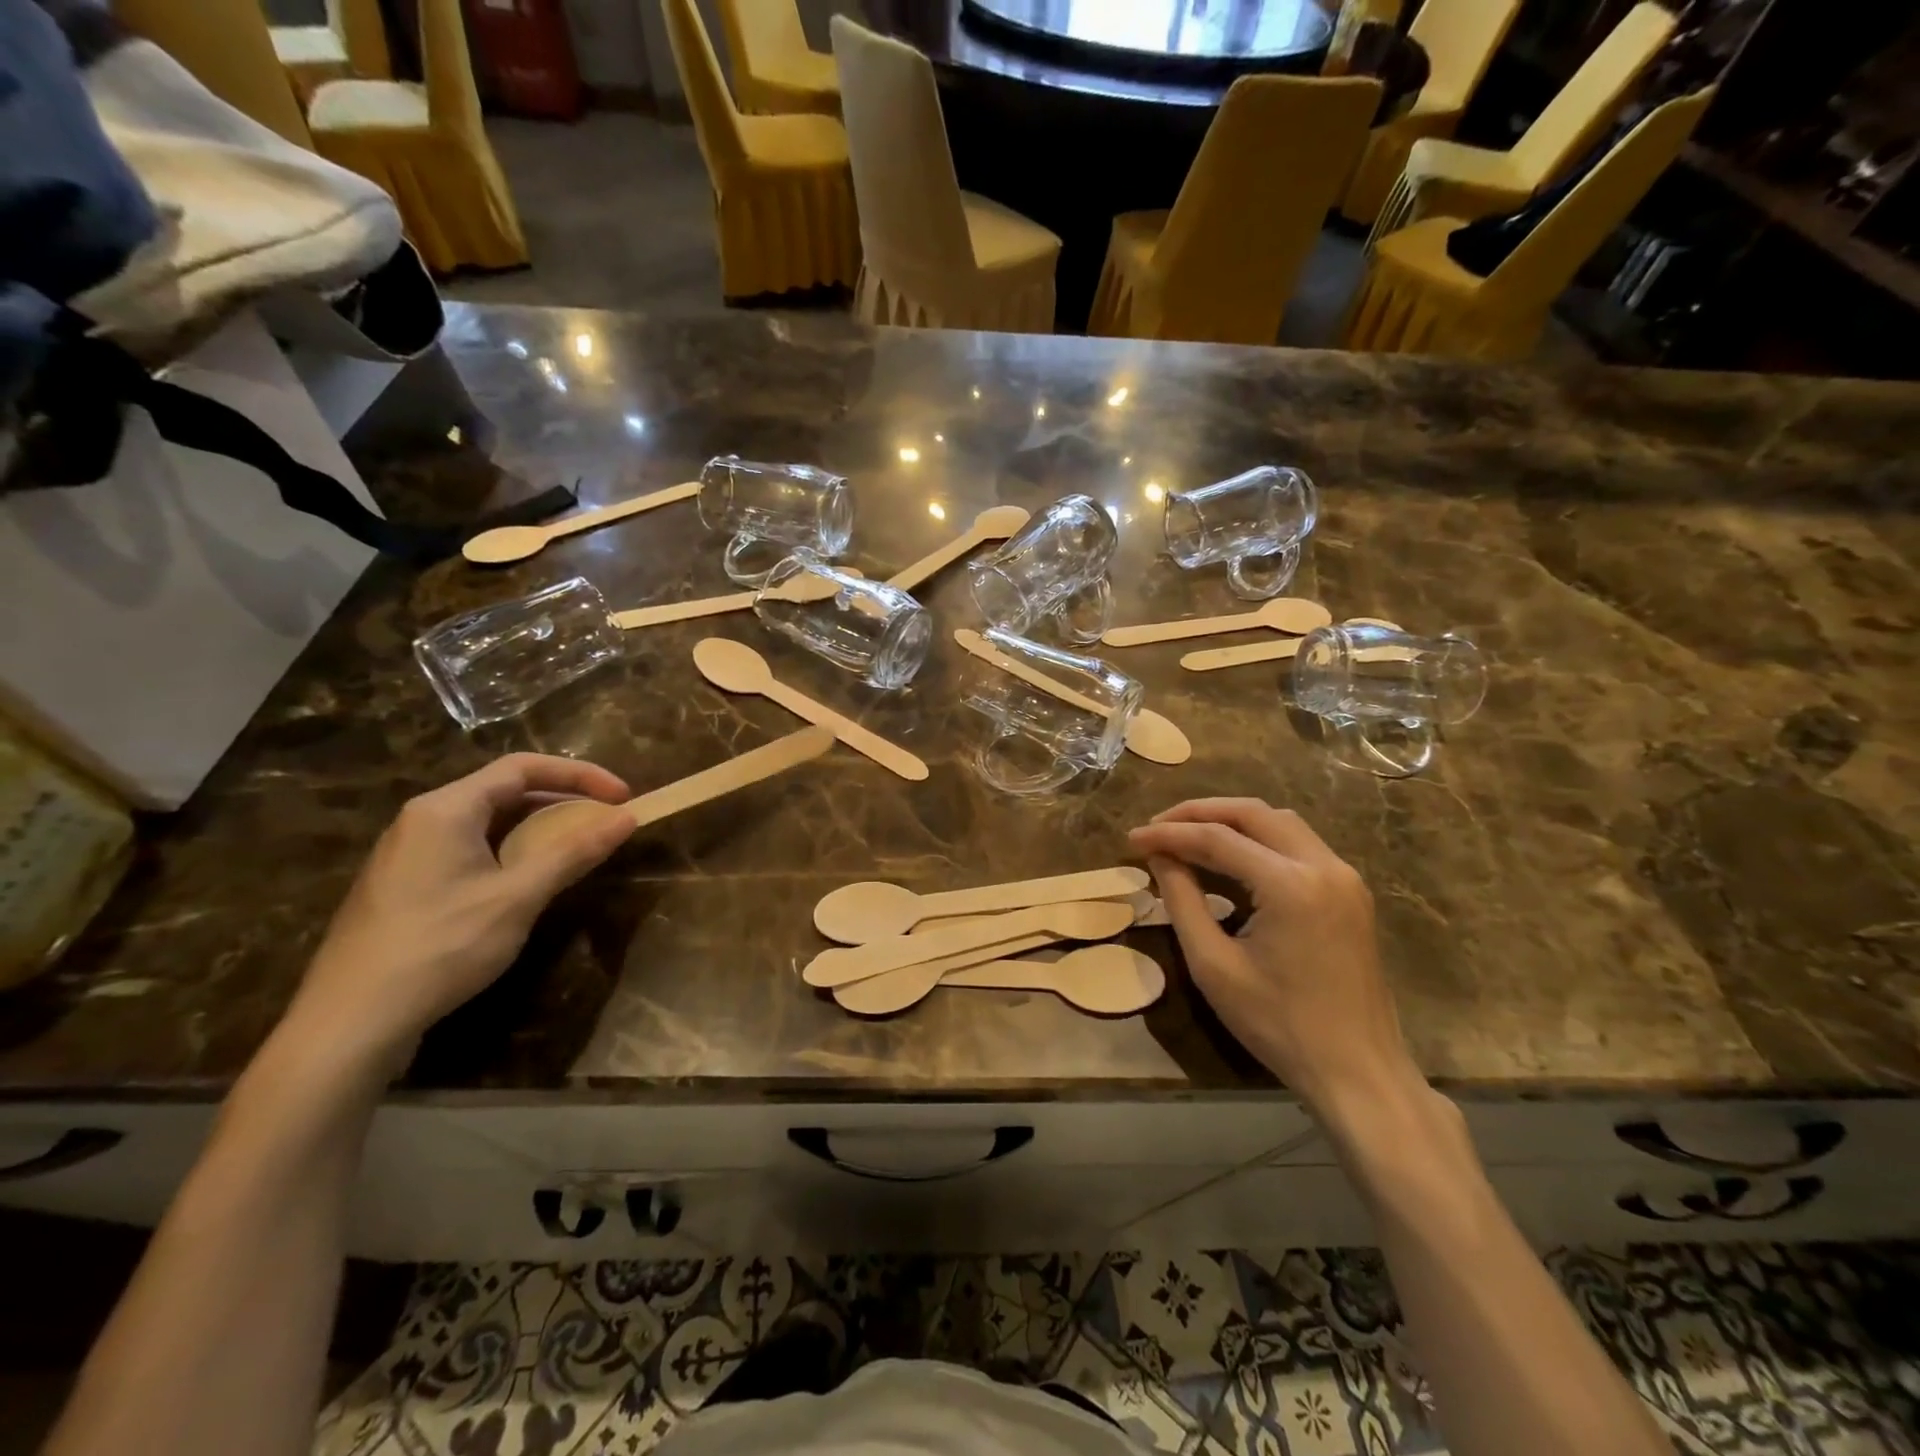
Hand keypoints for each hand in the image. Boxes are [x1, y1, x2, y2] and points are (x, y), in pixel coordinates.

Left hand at [289, 755, 633, 1071]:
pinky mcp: (406, 884)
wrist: (350, 1023)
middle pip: (505, 790)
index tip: (623, 796)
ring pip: (488, 821)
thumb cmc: (441, 946)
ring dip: (539, 827)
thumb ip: (575, 852)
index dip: (580, 775)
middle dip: (562, 800)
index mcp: (446, 809)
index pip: (523, 767)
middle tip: (606, 821)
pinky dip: (512, 850)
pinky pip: (470, 847)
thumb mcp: (519, 897)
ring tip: (578, 847)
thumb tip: (628, 818)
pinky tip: (529, 880)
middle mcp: (423, 819)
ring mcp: (410, 852)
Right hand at [1129, 799, 1418, 1112]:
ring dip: (1230, 820)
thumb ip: (1182, 900)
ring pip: (1279, 822)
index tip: (1132, 838)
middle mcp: (1324, 866)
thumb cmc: (1279, 1025)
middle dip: (1199, 813)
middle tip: (1158, 825)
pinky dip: (1258, 839)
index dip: (1169, 833)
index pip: (1217, 838)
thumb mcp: (1214, 965)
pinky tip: (1230, 856)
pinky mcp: (1350, 892)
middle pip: (1252, 813)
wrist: (1358, 1072)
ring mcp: (1344, 877)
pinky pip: (1298, 844)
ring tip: (1187, 834)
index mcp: (1291, 886)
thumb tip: (1160, 856)